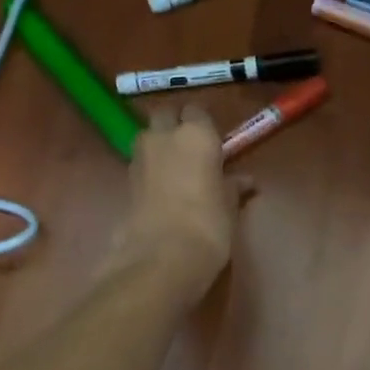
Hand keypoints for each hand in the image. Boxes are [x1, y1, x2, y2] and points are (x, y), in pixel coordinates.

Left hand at [108, 105, 252, 304]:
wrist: (161, 258)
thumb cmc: (208, 225)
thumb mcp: (229, 206)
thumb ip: (233, 187)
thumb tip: (244, 181)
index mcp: (196, 134)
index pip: (197, 112)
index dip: (204, 126)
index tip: (214, 144)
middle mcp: (163, 136)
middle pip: (165, 116)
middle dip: (175, 126)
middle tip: (192, 151)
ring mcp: (139, 157)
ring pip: (148, 137)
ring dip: (160, 146)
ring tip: (178, 172)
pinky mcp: (125, 180)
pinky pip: (141, 164)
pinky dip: (151, 170)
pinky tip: (164, 191)